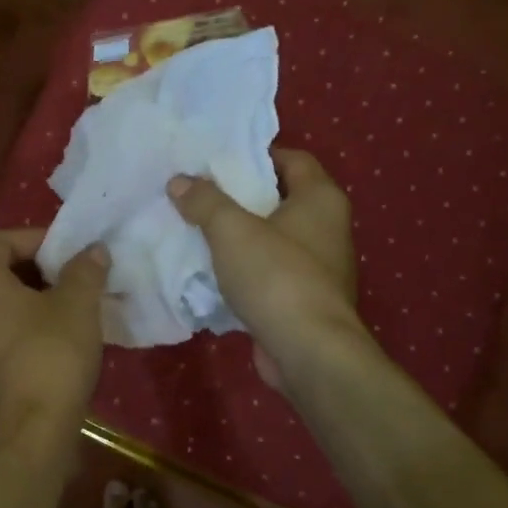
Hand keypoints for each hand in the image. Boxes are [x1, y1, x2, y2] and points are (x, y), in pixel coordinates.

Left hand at [0, 229, 109, 444]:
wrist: (31, 432)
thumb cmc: (51, 354)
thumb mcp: (77, 304)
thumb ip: (84, 269)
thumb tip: (93, 249)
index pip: (1, 240)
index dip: (38, 238)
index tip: (71, 249)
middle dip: (37, 267)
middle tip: (74, 273)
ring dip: (32, 296)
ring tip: (71, 302)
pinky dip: (23, 323)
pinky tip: (57, 335)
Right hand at [168, 149, 362, 389]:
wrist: (308, 352)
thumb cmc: (277, 277)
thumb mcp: (232, 231)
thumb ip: (205, 201)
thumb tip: (180, 181)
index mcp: (321, 199)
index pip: (292, 159)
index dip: (256, 155)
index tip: (218, 160)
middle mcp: (328, 228)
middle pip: (281, 197)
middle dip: (241, 196)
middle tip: (199, 192)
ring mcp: (319, 267)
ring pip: (273, 237)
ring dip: (241, 235)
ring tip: (198, 229)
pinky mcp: (305, 299)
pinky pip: (270, 271)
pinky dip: (245, 268)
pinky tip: (213, 271)